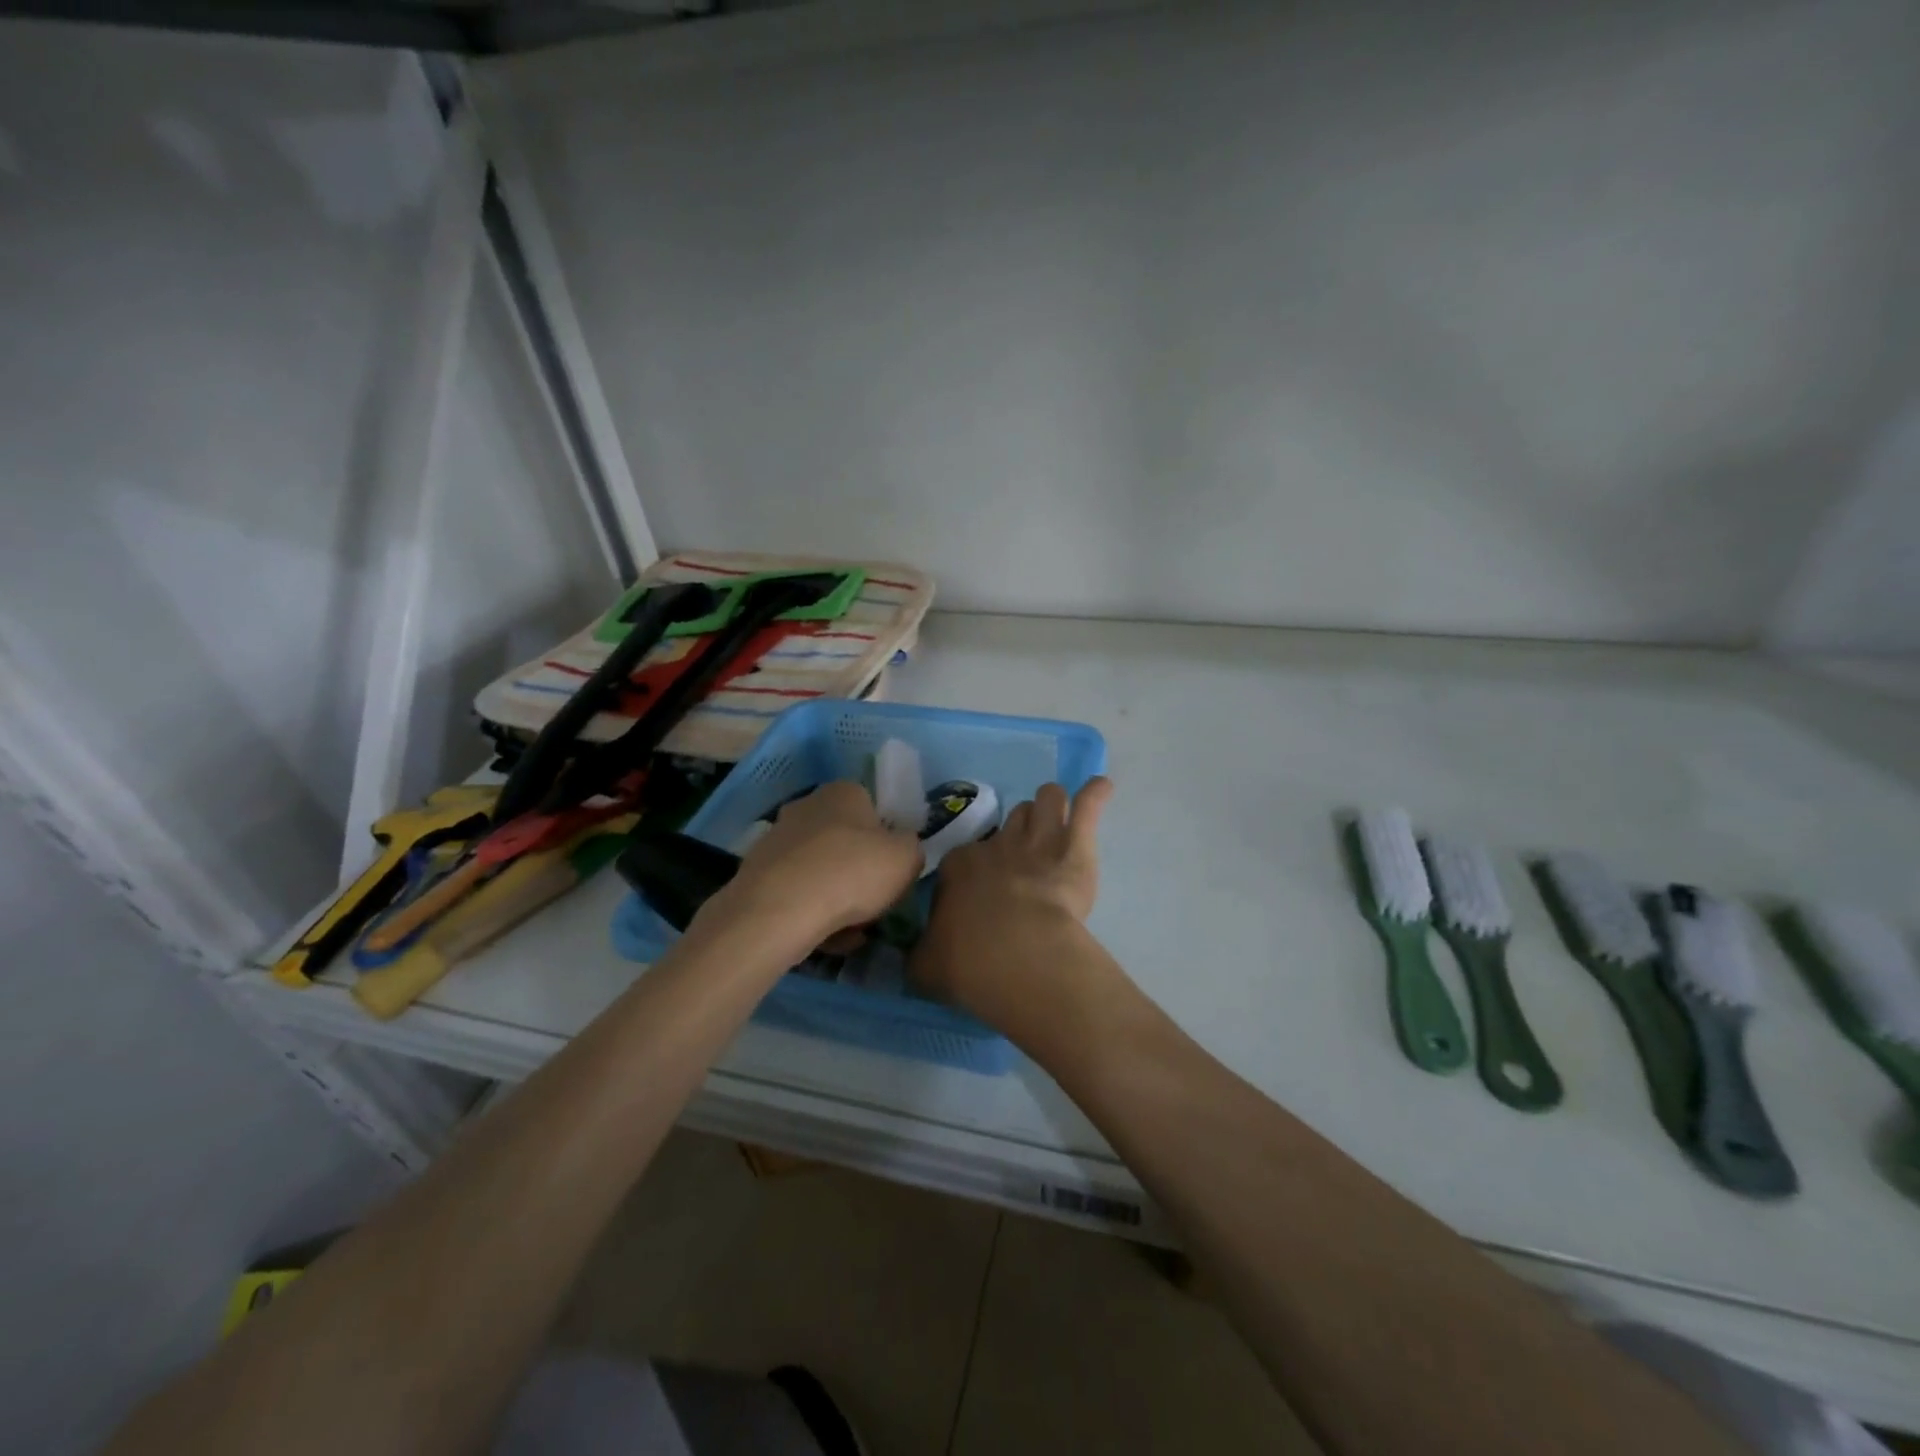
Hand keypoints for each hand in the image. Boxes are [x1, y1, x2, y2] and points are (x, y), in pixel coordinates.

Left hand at [705, 781, 924, 947]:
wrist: (780, 910)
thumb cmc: (853, 872)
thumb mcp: (908, 857)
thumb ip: (911, 847)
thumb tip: (900, 848)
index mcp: (844, 791)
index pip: (873, 809)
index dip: (886, 841)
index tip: (892, 871)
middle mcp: (807, 805)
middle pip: (845, 841)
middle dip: (859, 873)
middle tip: (874, 903)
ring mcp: (777, 838)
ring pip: (821, 871)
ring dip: (837, 898)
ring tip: (851, 932)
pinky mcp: (757, 873)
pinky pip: (797, 893)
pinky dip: (812, 913)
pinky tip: (825, 939)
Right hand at [913, 778, 1114, 1020]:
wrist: (1016, 955)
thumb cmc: (967, 961)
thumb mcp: (925, 964)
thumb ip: (922, 953)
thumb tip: (919, 954)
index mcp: (958, 866)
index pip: (966, 856)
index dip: (976, 870)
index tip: (983, 892)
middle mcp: (997, 844)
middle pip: (1012, 821)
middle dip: (1020, 832)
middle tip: (1027, 856)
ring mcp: (1038, 839)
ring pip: (1046, 800)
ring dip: (1052, 808)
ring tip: (1060, 820)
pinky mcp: (1075, 845)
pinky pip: (1087, 805)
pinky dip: (1094, 795)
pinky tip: (1101, 788)